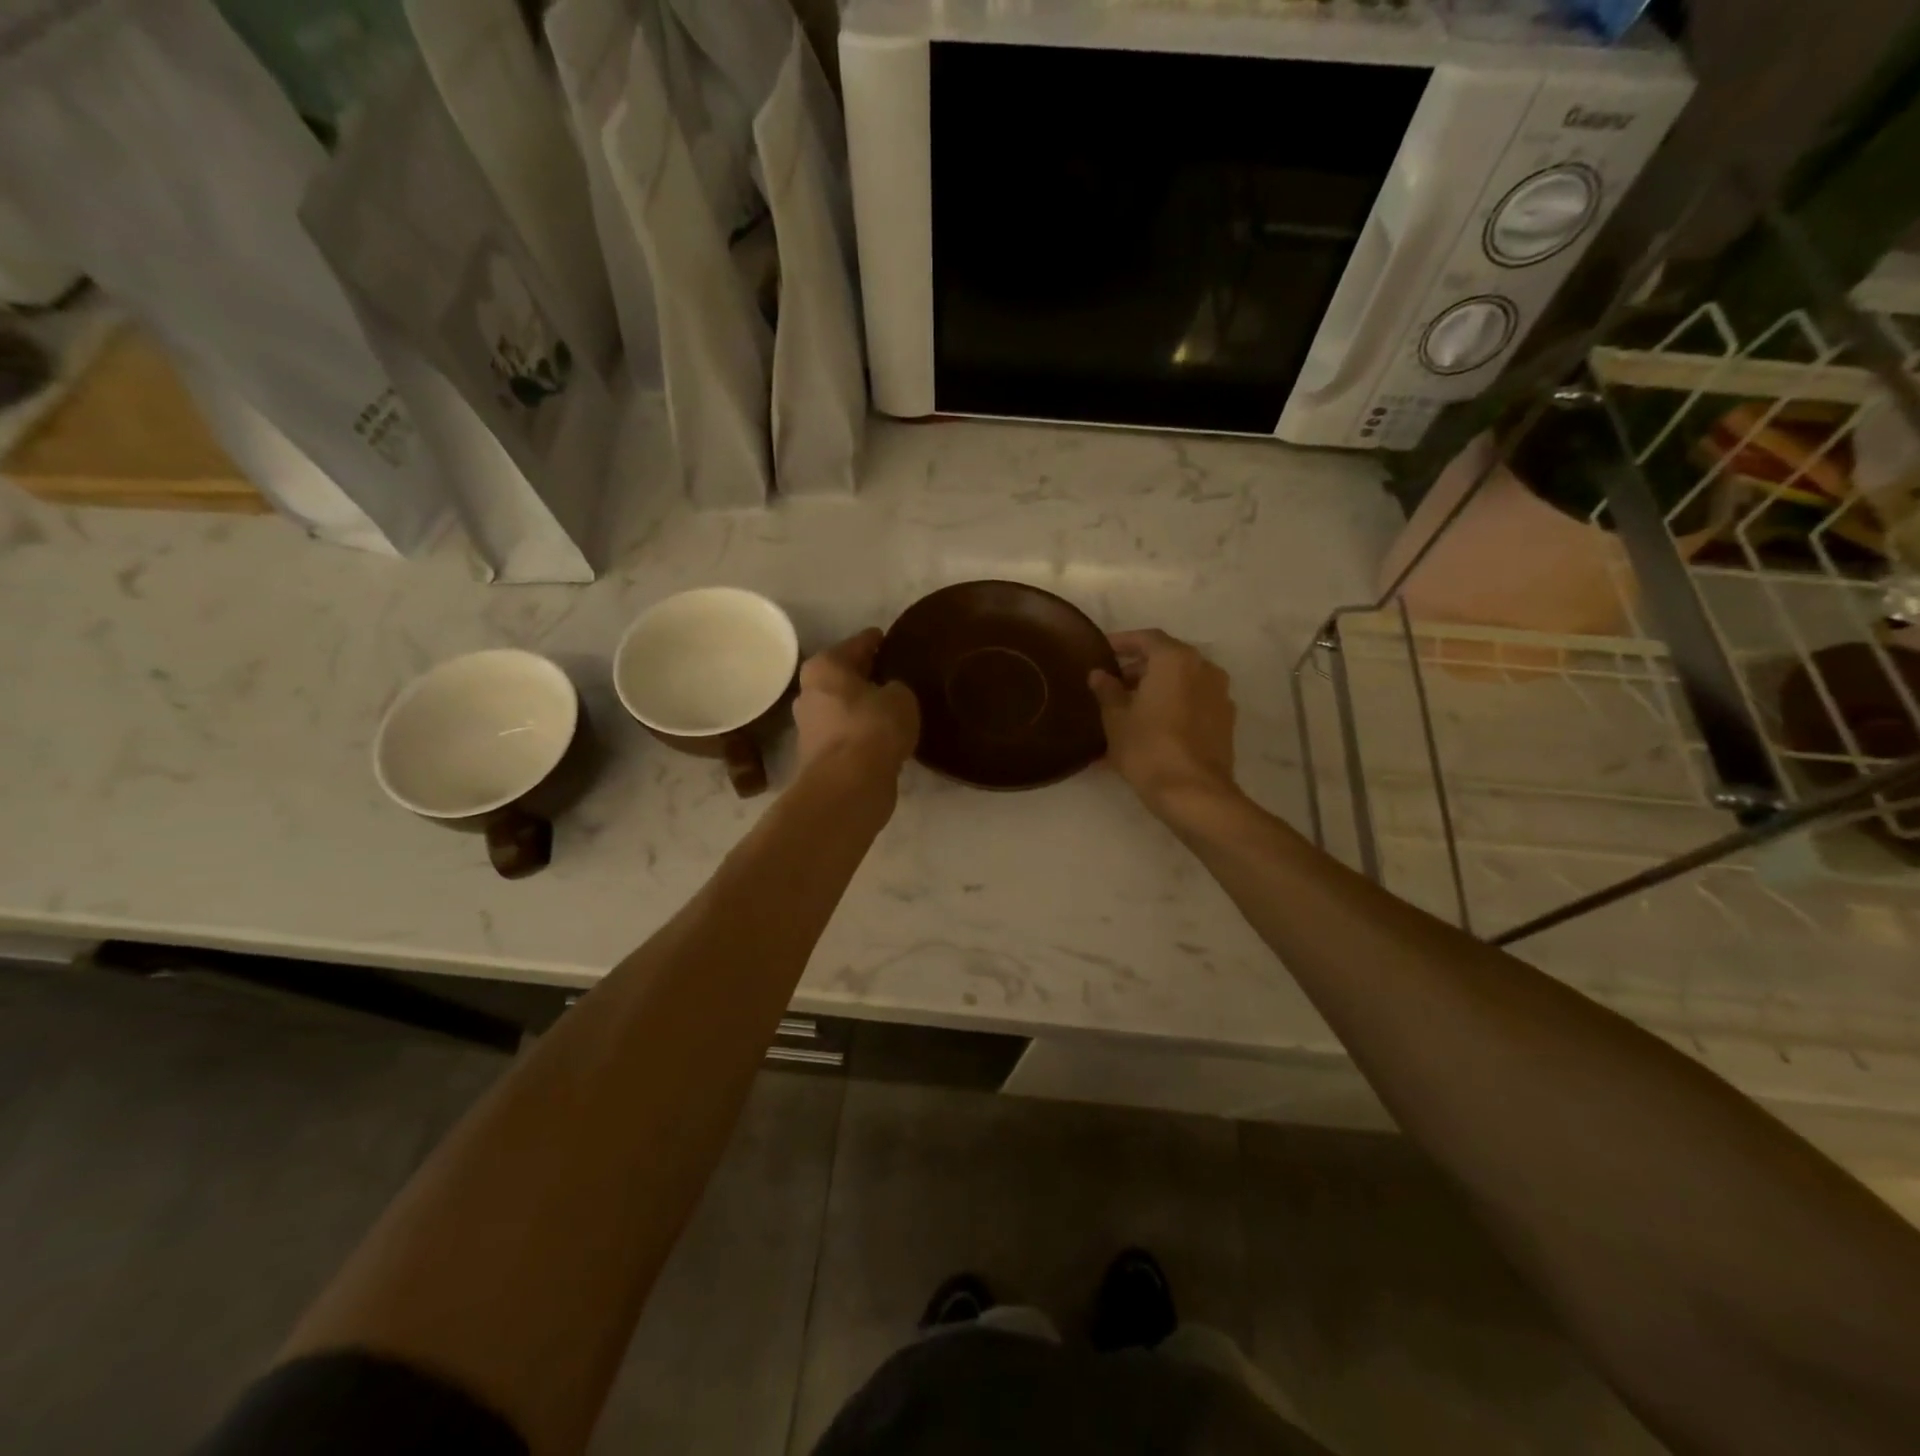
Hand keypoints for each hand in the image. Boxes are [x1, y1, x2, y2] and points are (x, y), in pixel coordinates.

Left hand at [794, 629, 919, 778]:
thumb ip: (896, 688)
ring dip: (861, 706)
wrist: (848, 786)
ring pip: (842, 707)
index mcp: (825, 666)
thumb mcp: (901, 697)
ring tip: (891, 706)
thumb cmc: (872, 728)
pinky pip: (846, 734)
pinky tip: (882, 735)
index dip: (875, 640)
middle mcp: (809, 692)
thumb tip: (889, 694)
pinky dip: (860, 732)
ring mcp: (809, 727)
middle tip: (892, 672)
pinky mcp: (817, 757)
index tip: (888, 638)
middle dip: (864, 674)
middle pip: (843, 676)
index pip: (857, 643)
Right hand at [1089, 629, 1238, 816]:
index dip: (1122, 642)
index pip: (1146, 638)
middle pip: (1168, 657)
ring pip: (1183, 680)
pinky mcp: (1225, 721)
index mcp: (1176, 660)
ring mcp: (1220, 695)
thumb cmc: (1148, 748)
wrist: (1193, 793)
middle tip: (1113, 682)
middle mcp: (1204, 668)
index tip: (1102, 651)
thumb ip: (1107, 691)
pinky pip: (1194, 701)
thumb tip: (1099, 675)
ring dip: (1158, 686)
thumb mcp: (1116, 719)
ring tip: (1130, 705)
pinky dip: (1174, 704)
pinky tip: (1153, 724)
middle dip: (1140, 666)